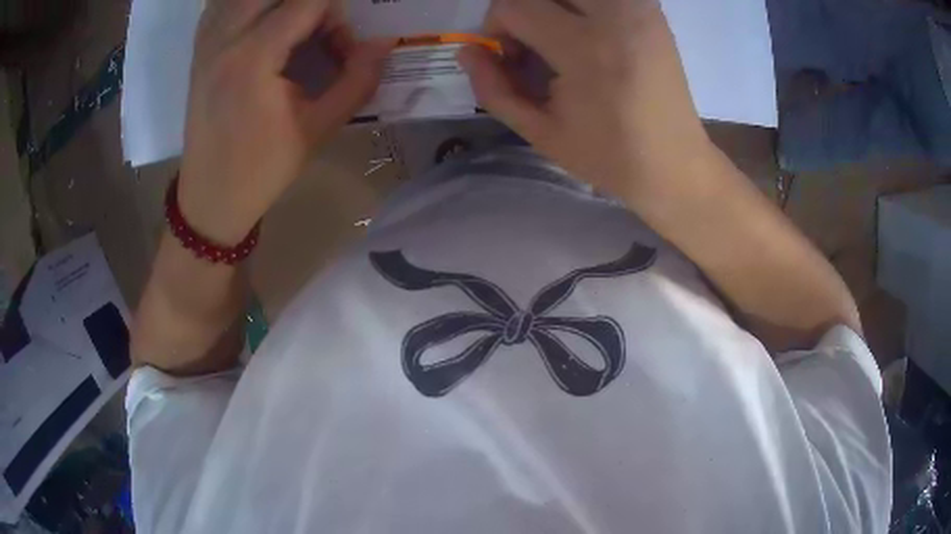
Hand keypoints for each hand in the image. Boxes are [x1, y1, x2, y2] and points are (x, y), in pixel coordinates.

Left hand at [178, 0, 391, 244]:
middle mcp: (224, 37)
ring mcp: (207, 40)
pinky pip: (226, 3)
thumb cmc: (261, 170)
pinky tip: (265, 27)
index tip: (340, 48)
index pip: (308, 1)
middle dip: (310, 4)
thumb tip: (383, 42)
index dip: (336, 16)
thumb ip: (357, 80)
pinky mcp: (200, 47)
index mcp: (252, 58)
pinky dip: (253, 6)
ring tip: (292, 33)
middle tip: (317, 34)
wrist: (209, 197)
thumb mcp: (317, 129)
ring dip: (281, 5)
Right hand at [458, 0, 715, 200]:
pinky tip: (590, 30)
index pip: (513, 5)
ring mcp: (638, 9)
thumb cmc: (608, 156)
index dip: (496, 26)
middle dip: (524, 7)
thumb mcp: (540, 133)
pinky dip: (583, 6)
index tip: (510, 56)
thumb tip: (468, 52)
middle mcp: (615, 16)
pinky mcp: (652, 10)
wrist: (674, 163)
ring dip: (555, 4)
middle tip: (534, 39)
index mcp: (585, 49)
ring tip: (561, 33)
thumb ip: (494, 89)